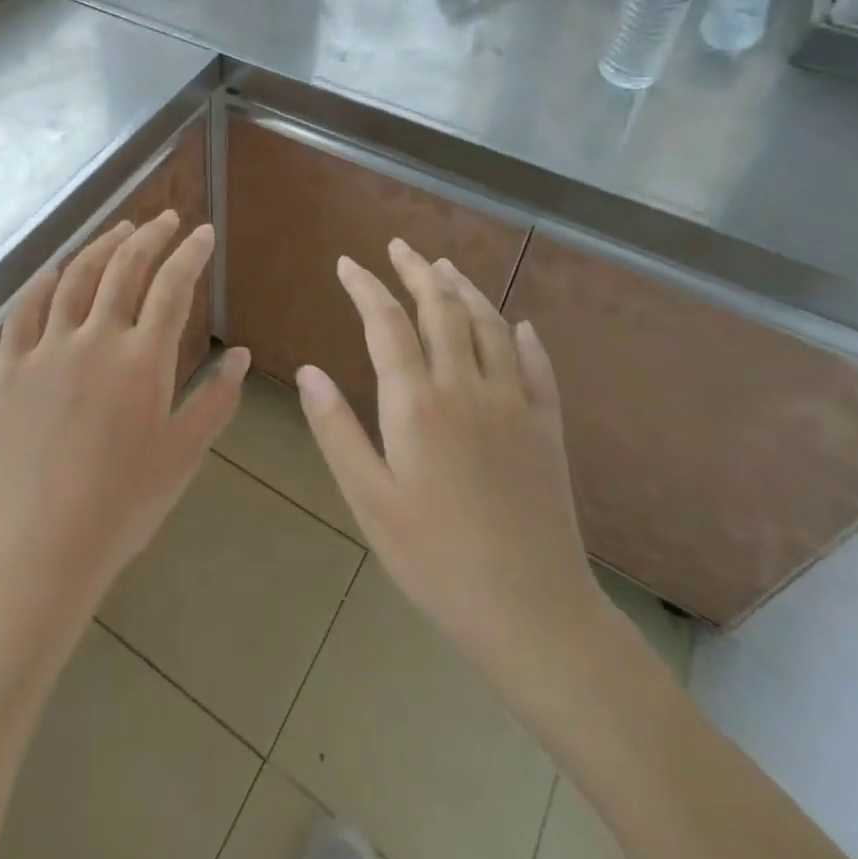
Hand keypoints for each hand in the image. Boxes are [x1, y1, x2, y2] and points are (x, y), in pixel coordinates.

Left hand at [0, 212, 249, 620]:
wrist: (41, 547)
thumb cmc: (122, 506)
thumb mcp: (182, 455)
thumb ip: (216, 400)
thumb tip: (240, 353)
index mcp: (142, 361)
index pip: (172, 287)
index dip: (190, 253)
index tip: (203, 234)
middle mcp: (95, 339)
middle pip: (125, 267)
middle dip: (150, 236)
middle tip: (167, 219)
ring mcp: (48, 349)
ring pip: (77, 277)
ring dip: (102, 245)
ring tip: (122, 229)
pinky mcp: (13, 366)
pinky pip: (25, 308)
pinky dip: (43, 280)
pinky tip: (56, 268)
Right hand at [296, 238, 607, 697]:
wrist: (533, 612)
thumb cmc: (435, 559)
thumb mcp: (369, 499)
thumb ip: (336, 430)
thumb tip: (309, 371)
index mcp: (417, 404)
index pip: (387, 325)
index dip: (365, 287)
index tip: (347, 263)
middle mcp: (467, 389)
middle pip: (442, 310)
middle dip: (417, 272)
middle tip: (399, 246)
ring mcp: (514, 405)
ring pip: (490, 327)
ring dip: (465, 290)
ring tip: (445, 267)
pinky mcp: (548, 429)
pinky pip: (539, 367)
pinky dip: (525, 338)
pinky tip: (519, 325)